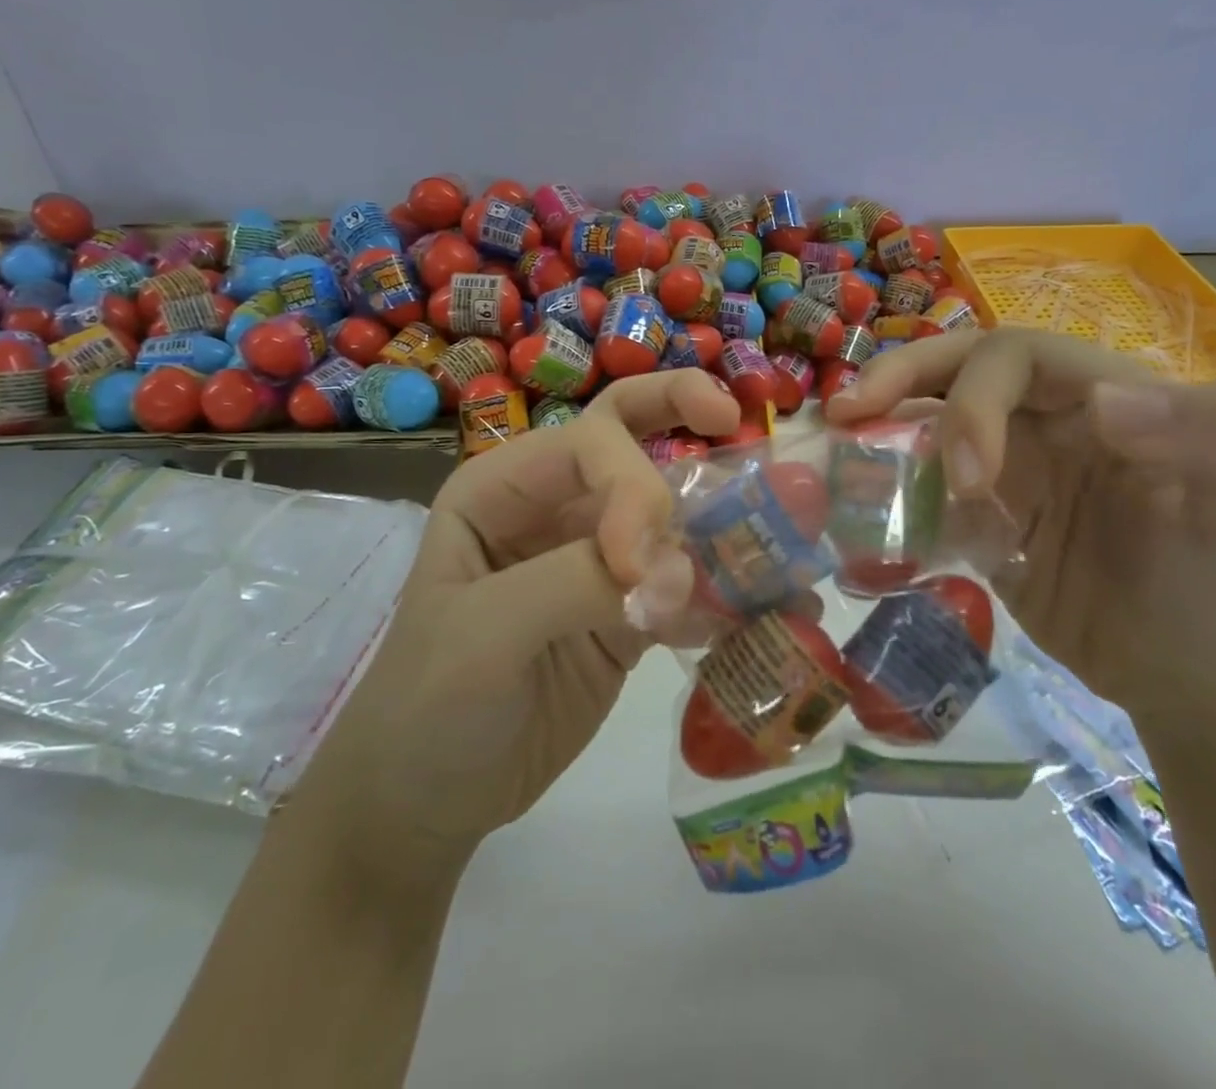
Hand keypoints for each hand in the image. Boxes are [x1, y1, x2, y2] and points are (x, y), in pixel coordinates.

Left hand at [285, 370, 738, 885]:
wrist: (426, 804)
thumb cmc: (428, 705)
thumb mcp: (483, 634)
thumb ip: (576, 583)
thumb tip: (678, 571)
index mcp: (503, 490)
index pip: (587, 445)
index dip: (632, 488)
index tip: (643, 568)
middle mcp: (554, 509)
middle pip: (626, 436)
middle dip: (679, 411)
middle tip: (732, 418)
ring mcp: (596, 560)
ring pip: (671, 512)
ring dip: (726, 514)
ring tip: (789, 525)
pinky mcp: (628, 614)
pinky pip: (688, 584)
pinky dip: (730, 589)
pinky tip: (777, 604)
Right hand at [824, 329, 1215, 735]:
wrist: (1203, 683)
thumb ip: (1213, 437)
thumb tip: (1104, 400)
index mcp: (1103, 393)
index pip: (1015, 355)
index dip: (974, 398)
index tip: (969, 478)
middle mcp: (1046, 419)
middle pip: (957, 369)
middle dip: (901, 380)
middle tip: (846, 410)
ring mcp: (1010, 470)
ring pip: (929, 420)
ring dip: (881, 425)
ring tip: (833, 444)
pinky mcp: (982, 521)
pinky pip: (923, 490)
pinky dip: (885, 491)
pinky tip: (854, 509)